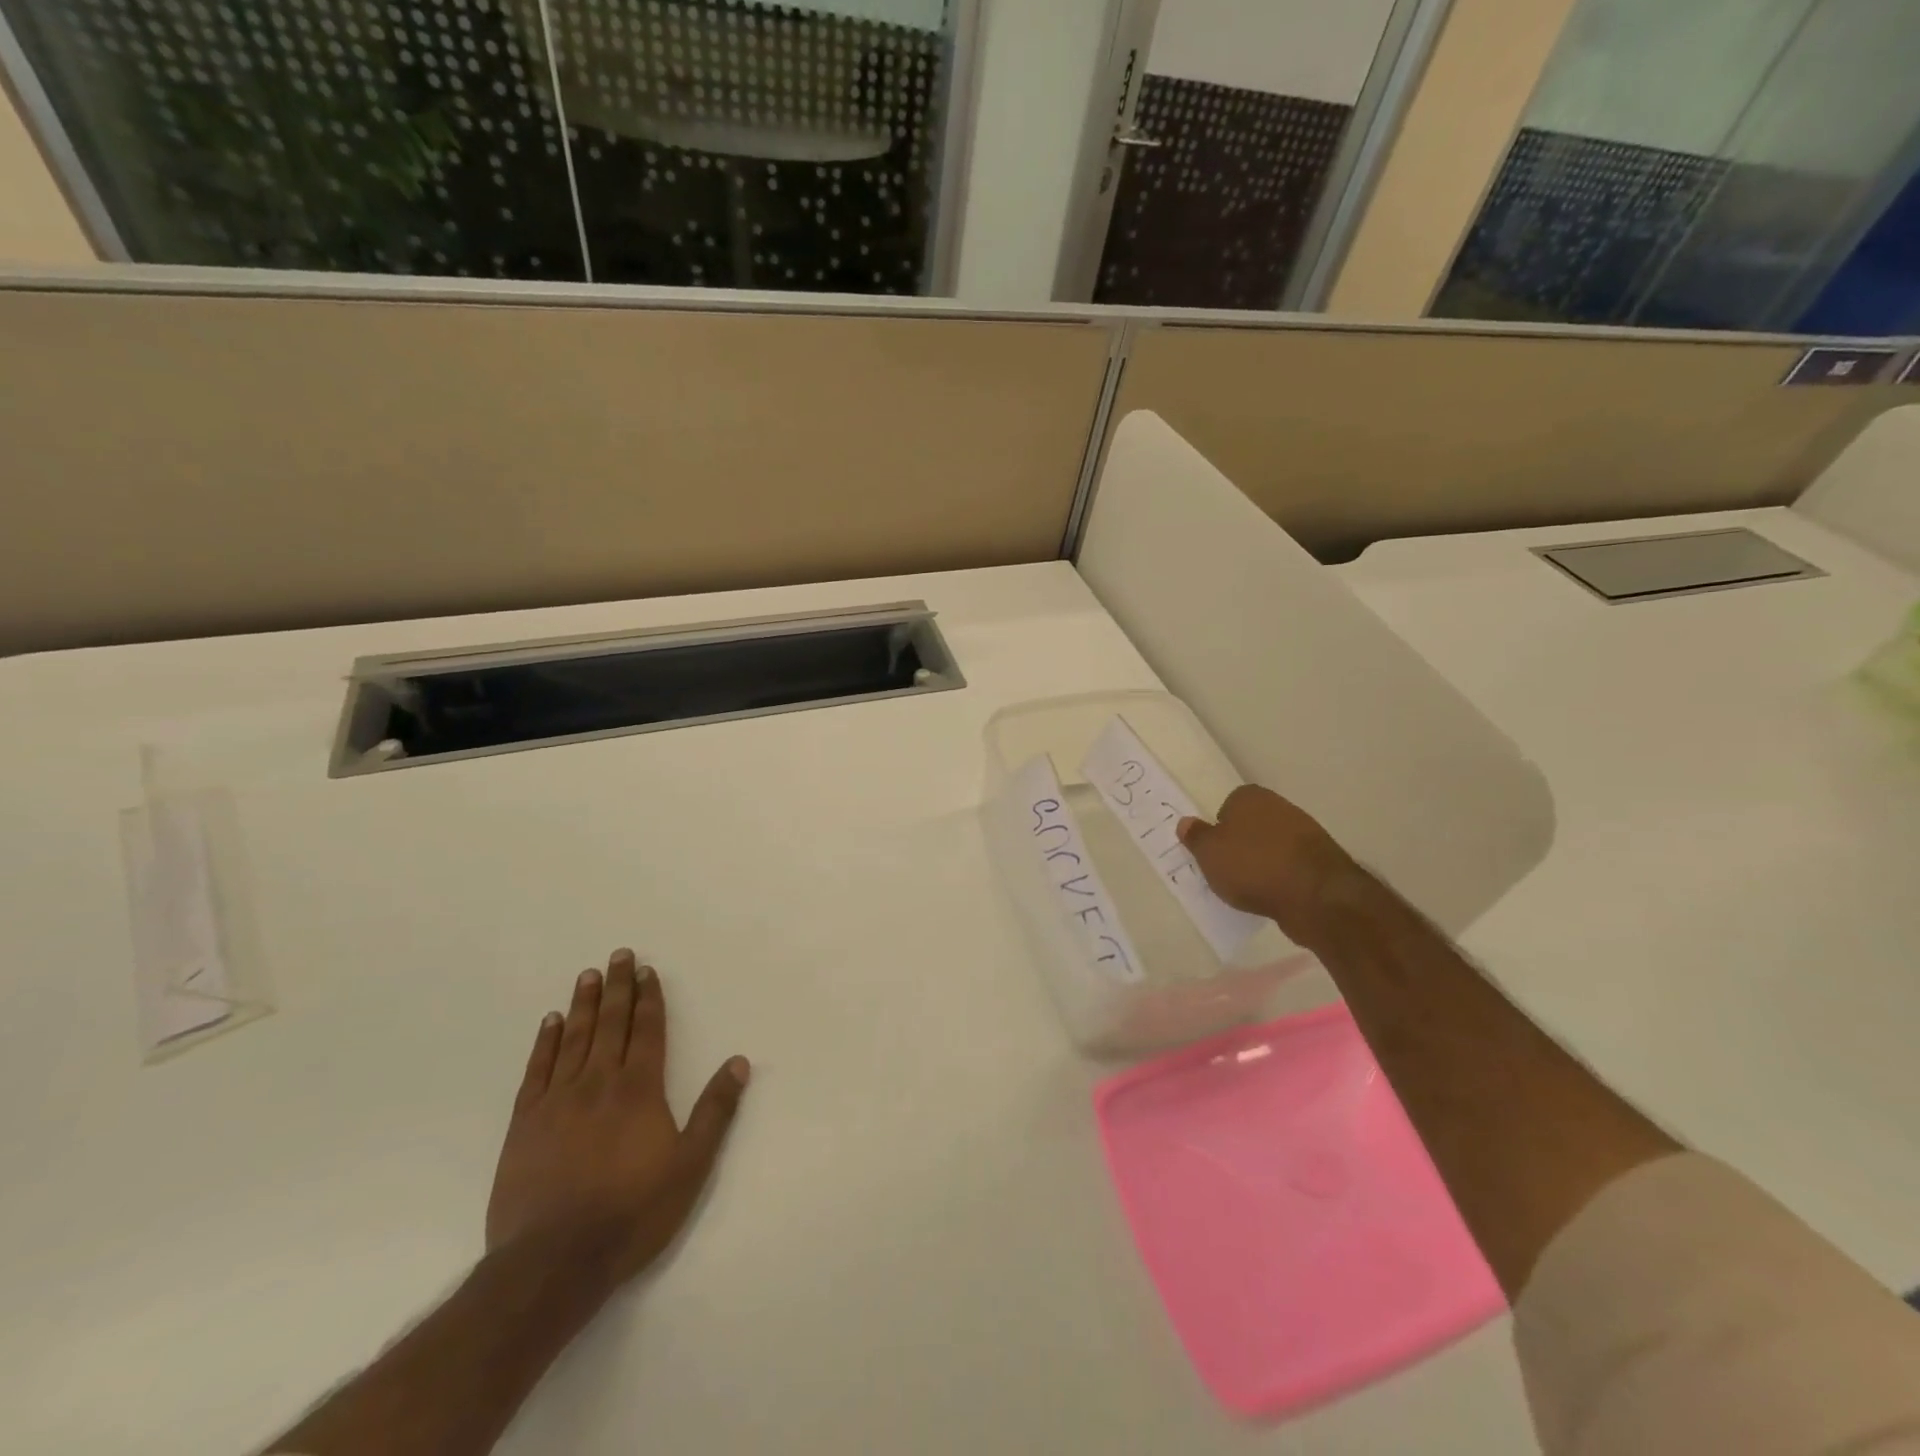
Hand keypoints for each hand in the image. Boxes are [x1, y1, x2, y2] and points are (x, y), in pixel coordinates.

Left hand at [485, 949, 749, 1290]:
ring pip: (574, 1039)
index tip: (646, 970)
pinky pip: (537, 1070)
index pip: (647, 1031)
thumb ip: (715, 1111)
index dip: (649, 998)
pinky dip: (546, 1043)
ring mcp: (557, 1101)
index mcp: (640, 1089)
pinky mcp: (525, 1124)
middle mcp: (599, 1082)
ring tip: (588, 976)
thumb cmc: (632, 1212)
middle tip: (618, 955)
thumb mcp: (690, 1165)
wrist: (553, 1262)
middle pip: (611, 1024)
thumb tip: (738, 1062)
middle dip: (618, 988)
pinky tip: (550, 1023)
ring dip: (584, 1005)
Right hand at [1177, 784, 1360, 942]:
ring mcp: (1305, 833)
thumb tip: (1185, 822)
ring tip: (1250, 888)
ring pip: (1272, 845)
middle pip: (1252, 824)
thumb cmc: (1252, 866)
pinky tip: (1274, 895)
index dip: (1219, 828)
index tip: (1214, 852)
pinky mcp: (1322, 861)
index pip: (1228, 804)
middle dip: (1241, 844)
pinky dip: (1281, 877)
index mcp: (1250, 797)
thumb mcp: (1209, 853)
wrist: (1314, 895)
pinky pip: (1290, 866)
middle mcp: (1279, 807)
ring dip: (1262, 862)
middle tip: (1228, 870)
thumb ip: (1196, 836)